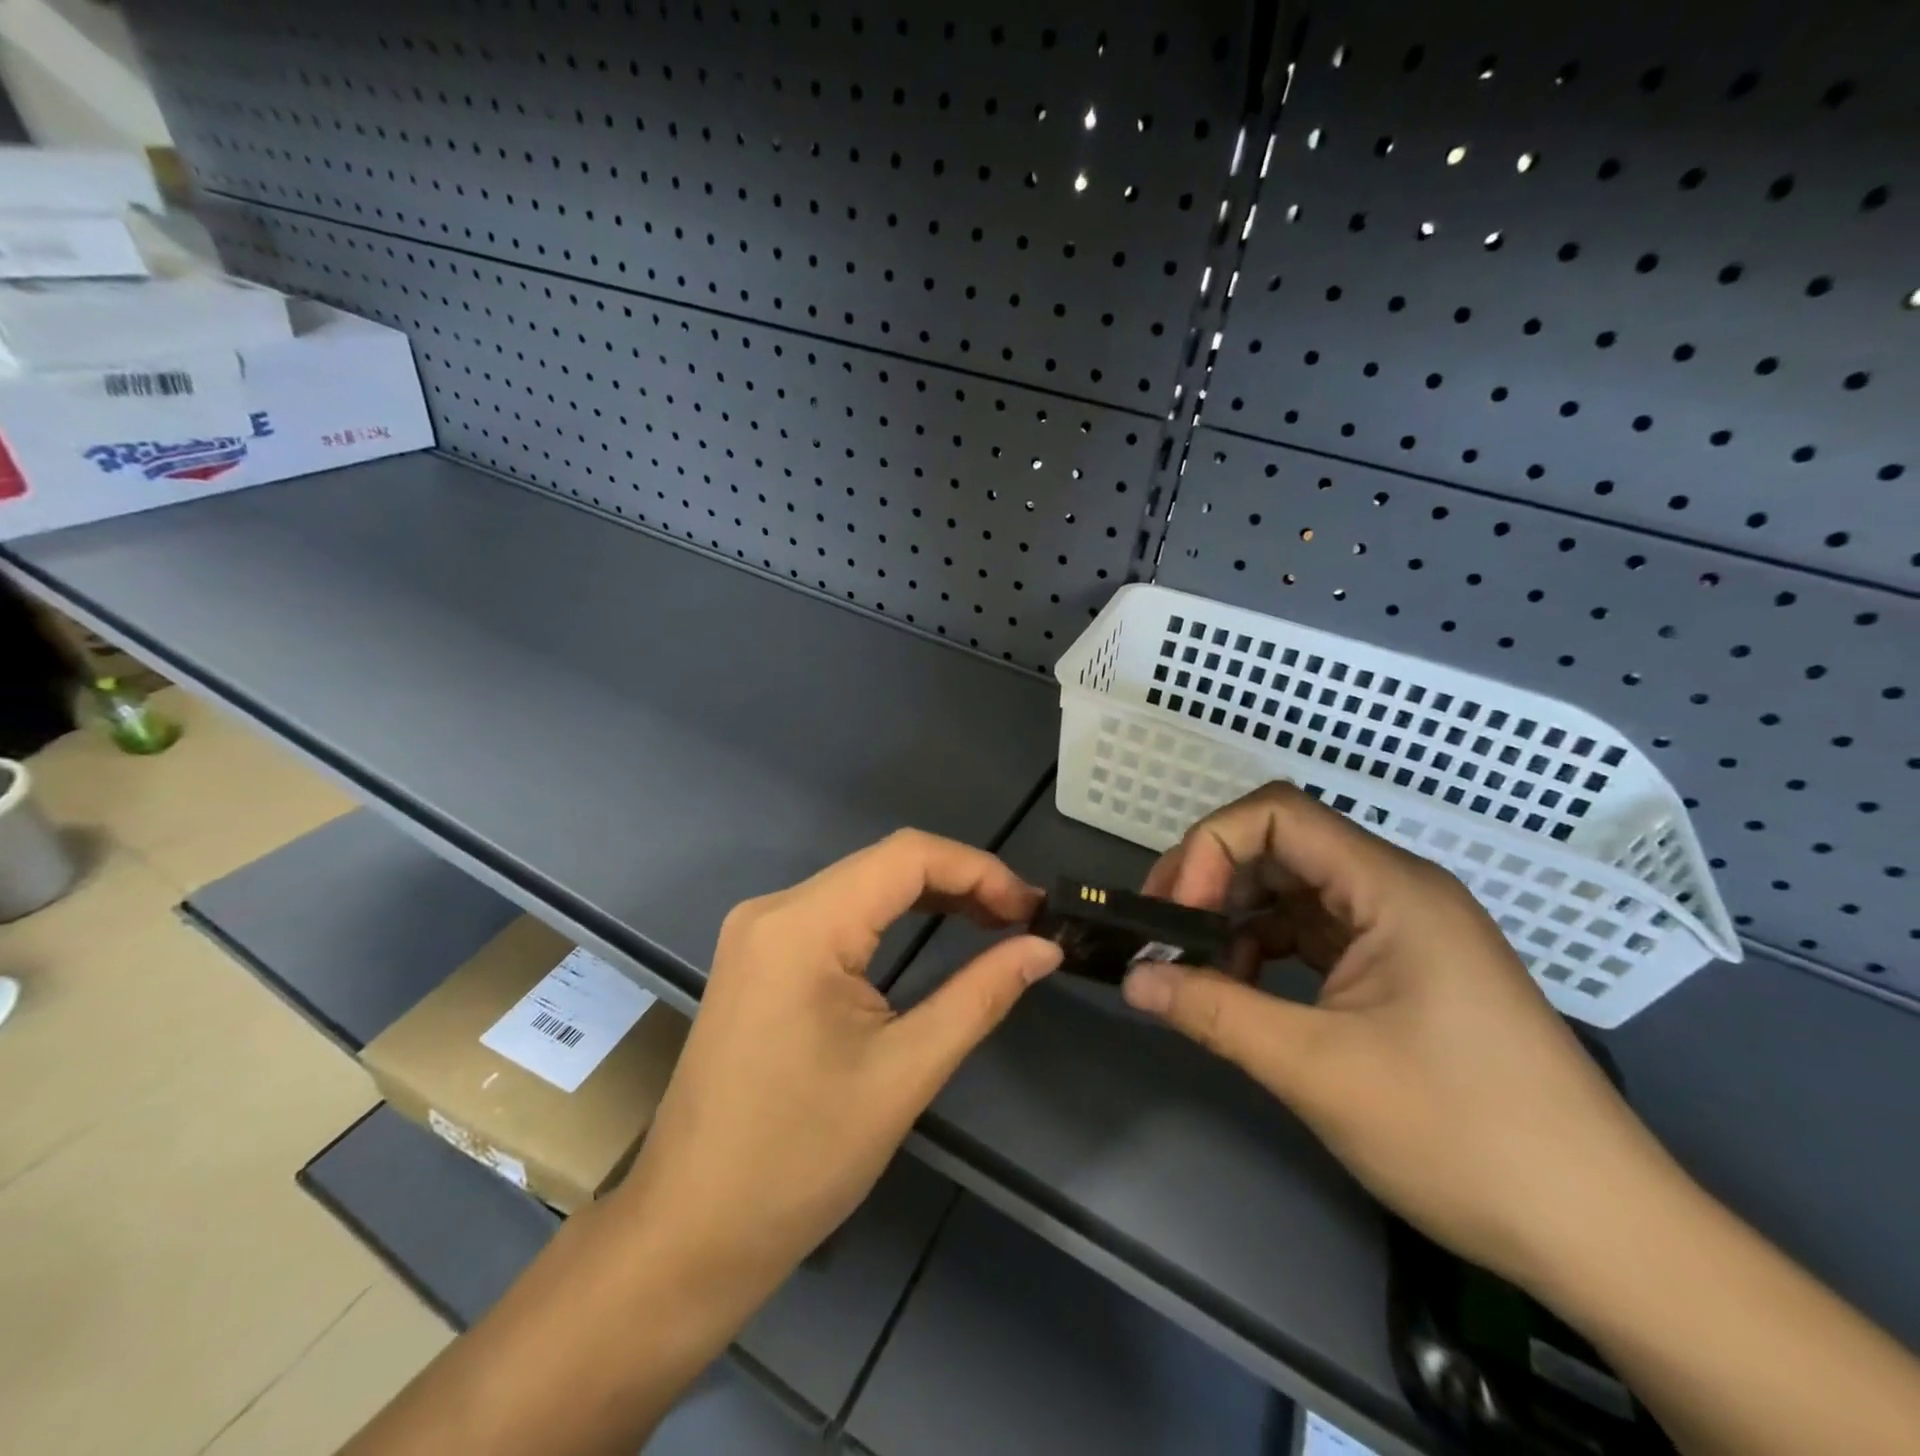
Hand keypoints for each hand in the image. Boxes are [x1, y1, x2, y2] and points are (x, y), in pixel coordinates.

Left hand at [613, 829, 1061, 1313]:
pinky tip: (932, 936)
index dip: (979, 869)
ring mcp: (759, 932)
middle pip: (884, 864)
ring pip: (862, 885)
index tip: (1031, 909)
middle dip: (960, 882)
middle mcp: (774, 909)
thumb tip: (1045, 949)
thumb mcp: (905, 1073)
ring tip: (992, 925)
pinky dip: (892, 918)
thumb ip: (980, 996)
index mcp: (803, 925)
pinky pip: (837, 913)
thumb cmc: (800, 1159)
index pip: (907, 856)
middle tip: (1021, 921)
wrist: (690, 1232)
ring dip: (929, 897)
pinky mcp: (759, 957)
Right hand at [1120, 782, 1676, 1287]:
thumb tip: (1132, 981)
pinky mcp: (1402, 969)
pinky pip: (1315, 933)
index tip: (1176, 914)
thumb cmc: (1464, 1136)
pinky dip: (1266, 949)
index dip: (1210, 849)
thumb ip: (1214, 1013)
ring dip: (1235, 917)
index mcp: (1392, 889)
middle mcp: (1398, 891)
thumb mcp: (1319, 1071)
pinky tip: (1240, 989)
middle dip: (1211, 880)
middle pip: (1281, 846)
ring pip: (1294, 890)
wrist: (1604, 1236)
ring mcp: (1402, 930)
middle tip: (1161, 934)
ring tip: (1192, 968)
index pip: (1276, 816)